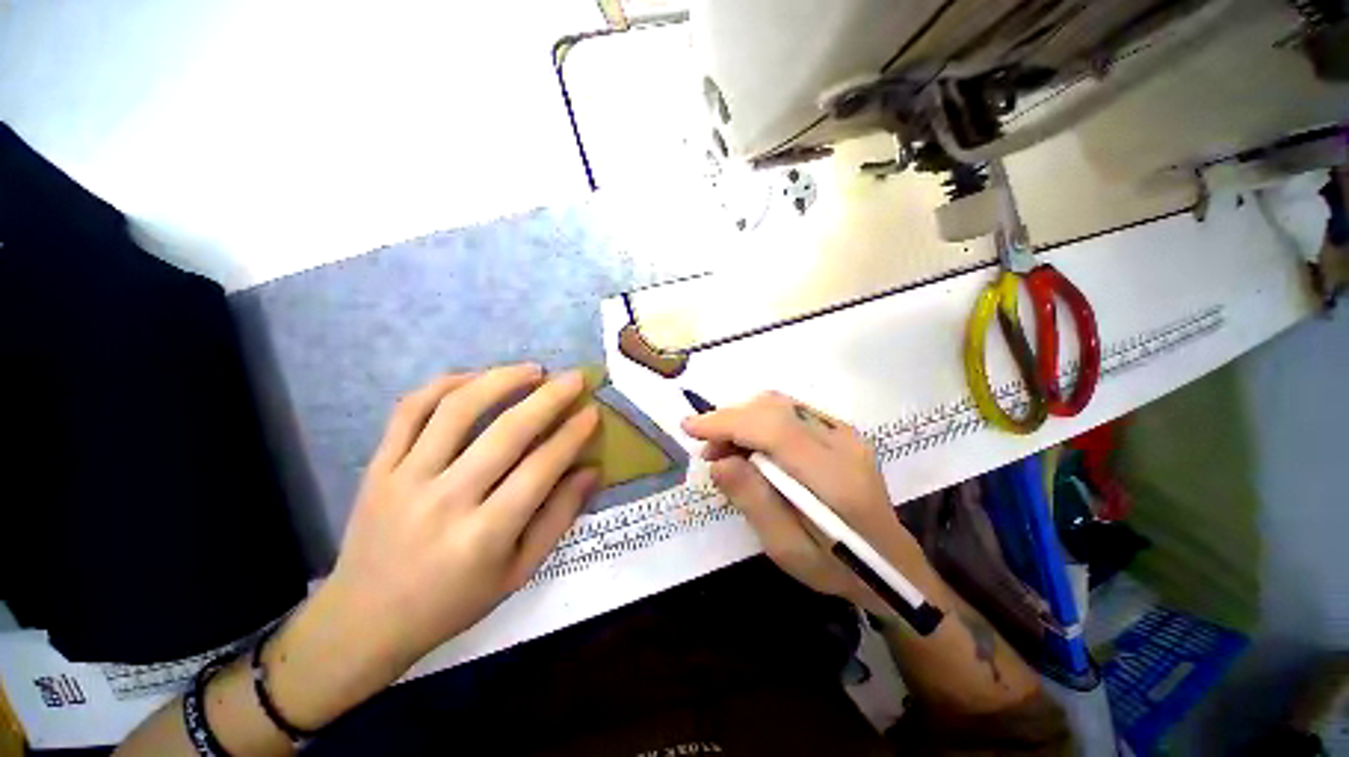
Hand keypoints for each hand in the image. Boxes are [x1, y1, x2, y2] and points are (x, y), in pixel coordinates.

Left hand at [325, 365, 600, 662]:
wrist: (363, 621)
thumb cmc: (452, 602)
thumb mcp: (519, 573)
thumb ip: (559, 518)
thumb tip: (591, 471)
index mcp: (485, 535)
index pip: (541, 468)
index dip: (572, 435)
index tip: (592, 412)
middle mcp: (445, 500)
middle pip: (506, 432)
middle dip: (549, 398)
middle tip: (573, 378)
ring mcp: (405, 478)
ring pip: (457, 410)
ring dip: (500, 380)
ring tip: (531, 369)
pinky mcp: (377, 467)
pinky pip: (409, 411)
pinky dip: (444, 385)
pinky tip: (475, 378)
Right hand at [681, 392, 932, 615]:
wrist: (894, 566)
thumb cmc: (838, 568)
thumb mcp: (788, 550)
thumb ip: (754, 502)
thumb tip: (718, 462)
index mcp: (835, 478)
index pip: (773, 430)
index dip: (727, 422)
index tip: (689, 427)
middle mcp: (843, 443)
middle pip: (775, 408)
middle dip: (730, 419)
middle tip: (707, 449)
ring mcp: (845, 432)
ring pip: (780, 404)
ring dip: (743, 417)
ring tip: (724, 448)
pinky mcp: (841, 432)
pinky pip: (790, 411)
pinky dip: (760, 420)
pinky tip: (750, 444)